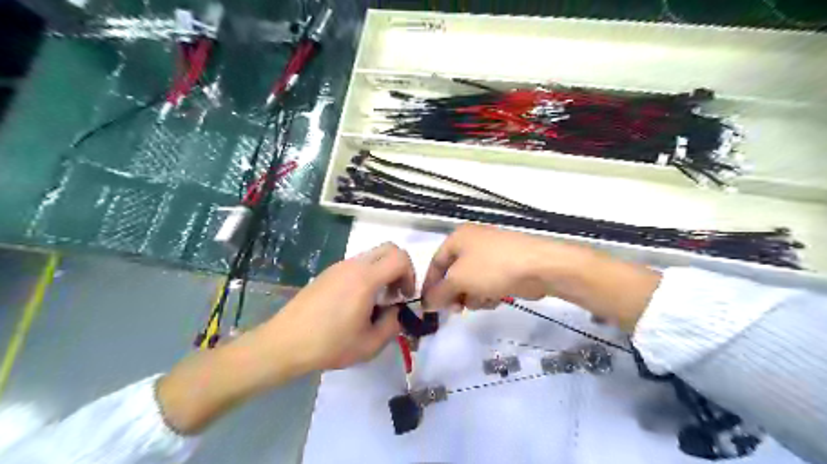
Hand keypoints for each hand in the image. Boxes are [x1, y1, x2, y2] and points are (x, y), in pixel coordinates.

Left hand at [264, 240, 416, 370]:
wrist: (285, 342)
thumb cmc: (329, 344)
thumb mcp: (369, 344)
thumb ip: (393, 325)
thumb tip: (396, 312)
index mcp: (366, 279)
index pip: (400, 257)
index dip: (411, 275)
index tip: (405, 296)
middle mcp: (353, 265)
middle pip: (389, 248)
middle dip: (400, 268)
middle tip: (395, 293)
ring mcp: (338, 266)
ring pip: (372, 255)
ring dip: (383, 272)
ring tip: (376, 301)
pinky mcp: (327, 273)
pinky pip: (356, 264)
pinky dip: (367, 275)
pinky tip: (356, 302)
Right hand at [423, 224, 663, 329]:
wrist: (540, 266)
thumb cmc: (493, 268)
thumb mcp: (459, 280)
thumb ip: (439, 293)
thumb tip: (426, 304)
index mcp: (458, 238)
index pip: (436, 263)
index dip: (430, 285)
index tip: (428, 306)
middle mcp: (473, 242)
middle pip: (454, 274)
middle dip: (455, 294)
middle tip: (457, 310)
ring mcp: (491, 254)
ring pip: (471, 282)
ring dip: (473, 296)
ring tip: (483, 301)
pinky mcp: (506, 266)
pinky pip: (488, 283)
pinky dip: (488, 293)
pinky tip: (496, 298)